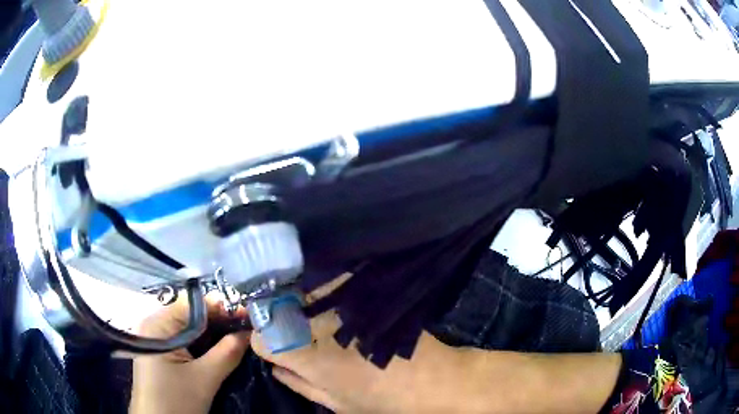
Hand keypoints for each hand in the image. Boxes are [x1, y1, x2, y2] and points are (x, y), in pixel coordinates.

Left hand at [129, 294, 250, 413]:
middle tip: (248, 329)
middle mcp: (155, 326)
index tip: (249, 314)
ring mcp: (158, 341)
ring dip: (214, 335)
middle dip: (220, 322)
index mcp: (158, 325)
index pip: (193, 305)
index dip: (221, 307)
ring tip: (240, 338)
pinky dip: (205, 346)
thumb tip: (250, 331)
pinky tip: (221, 351)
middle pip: (192, 316)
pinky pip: (186, 343)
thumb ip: (227, 352)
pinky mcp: (162, 355)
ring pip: (191, 331)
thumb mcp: (205, 379)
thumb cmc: (176, 401)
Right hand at [251, 278, 467, 413]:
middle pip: (277, 308)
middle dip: (274, 317)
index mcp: (311, 358)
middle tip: (281, 325)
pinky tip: (328, 305)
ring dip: (295, 301)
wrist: (436, 379)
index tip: (271, 344)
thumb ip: (299, 384)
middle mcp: (322, 326)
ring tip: (304, 314)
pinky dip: (320, 291)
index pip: (262, 337)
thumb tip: (273, 366)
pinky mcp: (363, 294)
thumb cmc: (385, 401)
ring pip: (301, 291)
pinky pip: (328, 285)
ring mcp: (344, 306)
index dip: (262, 341)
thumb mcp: (337, 404)